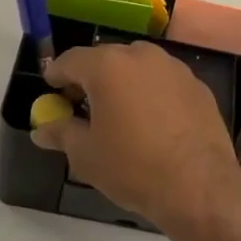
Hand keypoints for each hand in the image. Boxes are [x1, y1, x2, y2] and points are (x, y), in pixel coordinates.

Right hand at [31, 42, 240, 238]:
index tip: (51, 90)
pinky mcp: (198, 86)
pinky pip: (164, 82)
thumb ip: (61, 134)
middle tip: (82, 105)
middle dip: (91, 78)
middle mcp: (142, 56)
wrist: (198, 185)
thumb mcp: (86, 155)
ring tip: (119, 114)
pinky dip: (152, 94)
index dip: (57, 74)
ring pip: (138, 67)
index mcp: (108, 66)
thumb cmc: (132, 167)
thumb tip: (42, 129)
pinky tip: (153, 123)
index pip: (71, 60)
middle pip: (107, 59)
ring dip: (124, 83)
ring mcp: (174, 68)